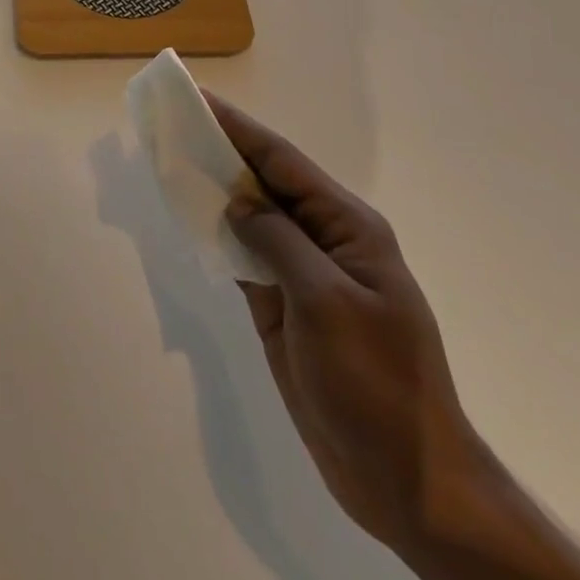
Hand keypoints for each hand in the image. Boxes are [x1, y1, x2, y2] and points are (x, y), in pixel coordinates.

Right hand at [210, 91, 486, 552]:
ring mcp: (305, 275)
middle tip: (175, 124)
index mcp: (348, 227)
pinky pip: (247, 256)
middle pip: (266, 183)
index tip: (198, 99)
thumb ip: (279, 241)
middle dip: (223, 151)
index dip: (239, 128)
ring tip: (174, 161)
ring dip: (217, 191)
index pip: (283, 162)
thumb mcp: (326, 302)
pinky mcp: (286, 307)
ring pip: (253, 218)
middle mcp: (326, 240)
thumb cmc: (375, 384)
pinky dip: (219, 235)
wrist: (405, 481)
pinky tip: (192, 220)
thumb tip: (238, 201)